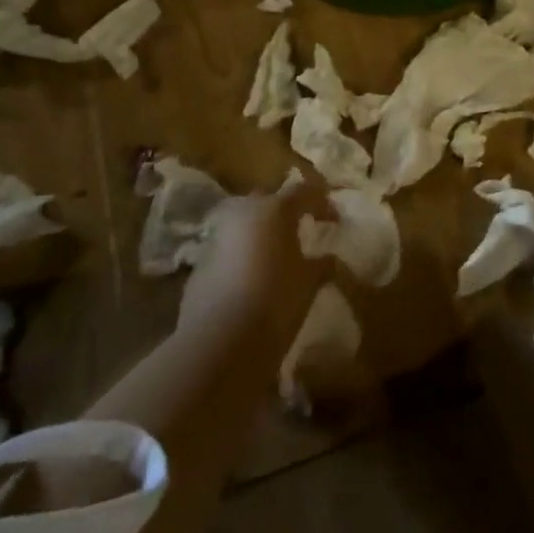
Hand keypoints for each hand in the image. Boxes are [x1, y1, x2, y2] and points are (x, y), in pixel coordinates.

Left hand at [178, 179, 333, 347]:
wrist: (220, 341)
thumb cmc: (276, 300)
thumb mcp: (309, 282)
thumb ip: (321, 265)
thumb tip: (329, 260)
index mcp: (274, 210)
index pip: (303, 192)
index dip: (321, 202)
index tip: (334, 220)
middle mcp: (242, 215)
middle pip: (267, 200)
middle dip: (284, 210)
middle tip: (300, 228)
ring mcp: (216, 238)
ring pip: (243, 224)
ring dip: (260, 233)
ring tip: (275, 255)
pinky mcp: (199, 265)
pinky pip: (227, 249)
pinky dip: (242, 256)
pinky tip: (252, 279)